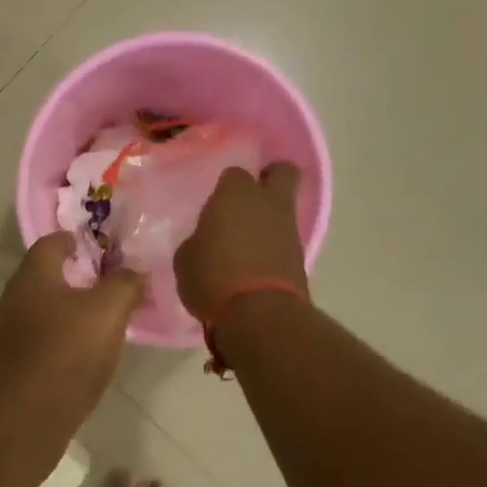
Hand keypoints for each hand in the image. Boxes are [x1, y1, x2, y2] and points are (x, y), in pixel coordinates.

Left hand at [0, 233, 143, 443]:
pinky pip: (44, 344)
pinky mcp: (14, 369)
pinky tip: (87, 356)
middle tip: (113, 283)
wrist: (20, 421)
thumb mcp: (107, 312)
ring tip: (106, 320)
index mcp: (33, 277)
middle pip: (47, 279)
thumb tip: (135, 271)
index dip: (76, 239)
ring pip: (45, 313)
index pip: (51, 242)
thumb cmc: (64, 354)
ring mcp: (10, 337)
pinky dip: (65, 342)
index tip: (102, 244)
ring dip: (72, 313)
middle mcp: (15, 301)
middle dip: (78, 278)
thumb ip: (125, 285)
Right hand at [174, 163, 308, 322]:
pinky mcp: (301, 257)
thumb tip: (205, 242)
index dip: (226, 188)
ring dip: (269, 220)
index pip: (233, 174)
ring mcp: (289, 229)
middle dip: (270, 178)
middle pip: (282, 172)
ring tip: (246, 243)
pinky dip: (273, 248)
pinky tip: (255, 265)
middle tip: (249, 199)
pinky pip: (285, 241)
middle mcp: (268, 203)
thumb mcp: (186, 259)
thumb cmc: (212, 278)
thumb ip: (197, 241)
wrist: (258, 314)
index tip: (215, 205)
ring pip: (284, 209)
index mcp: (235, 194)